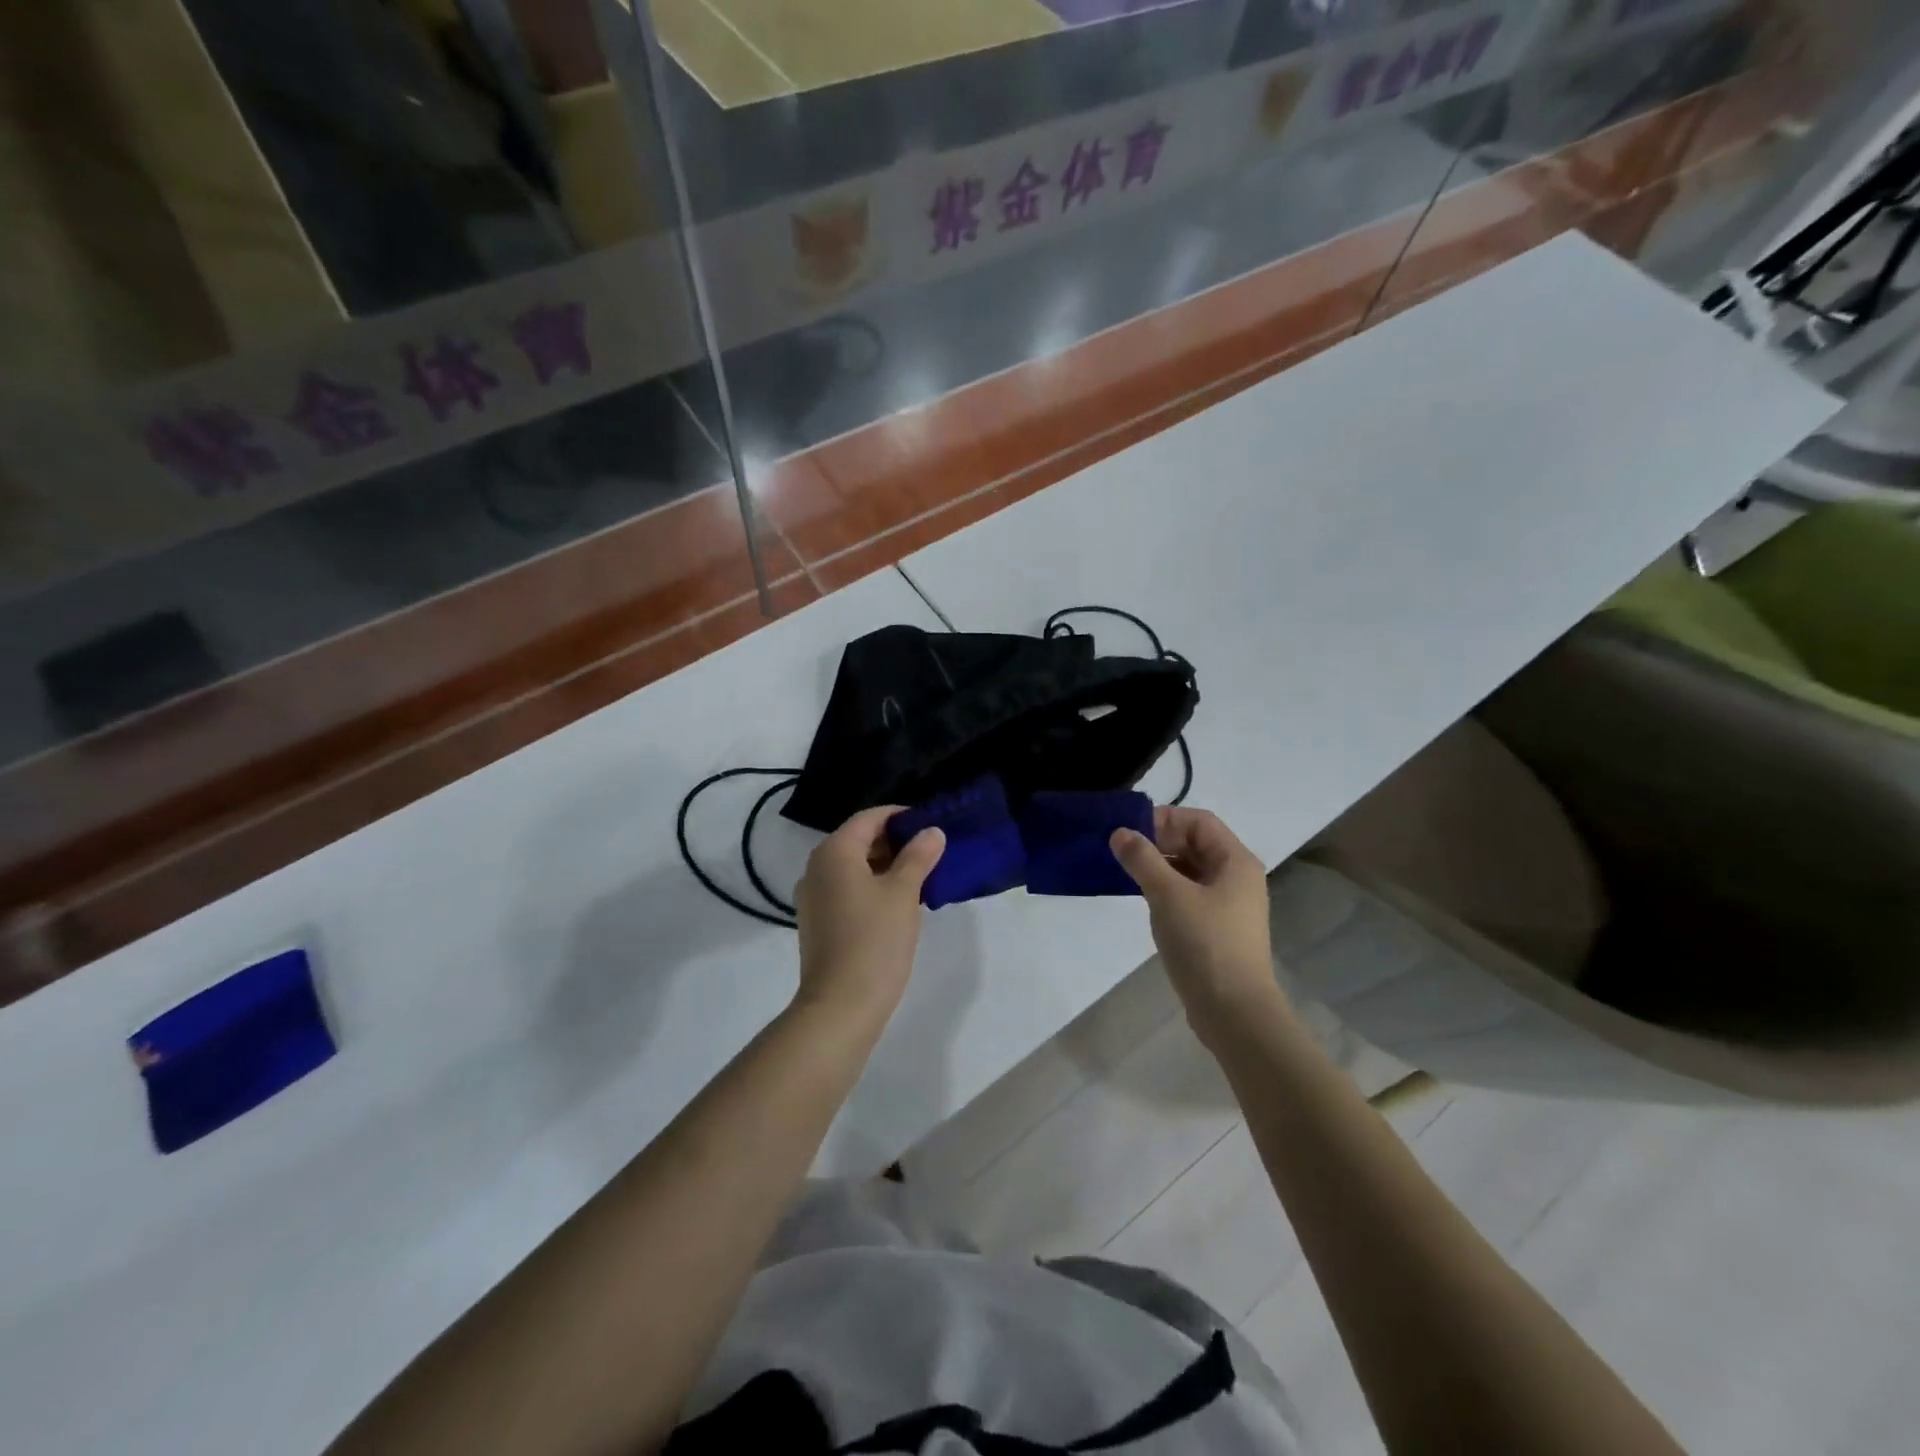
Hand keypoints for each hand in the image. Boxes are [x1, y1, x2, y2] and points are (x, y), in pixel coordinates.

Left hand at [794, 806, 945, 1027]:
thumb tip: (931, 831)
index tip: (931, 825)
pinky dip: (871, 887)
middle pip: (858, 840)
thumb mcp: (903, 893)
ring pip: (853, 867)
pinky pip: (846, 890)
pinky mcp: (817, 922)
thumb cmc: (874, 940)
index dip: (900, 817)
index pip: (869, 818)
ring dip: (885, 866)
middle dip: (895, 842)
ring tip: (921, 877)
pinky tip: (898, 904)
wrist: (840, 1005)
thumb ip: (918, 856)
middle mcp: (816, 868)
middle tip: (931, 852)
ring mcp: (813, 897)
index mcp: (834, 852)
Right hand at [1111, 807, 1285, 1041]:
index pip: (1199, 821)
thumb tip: (1120, 833)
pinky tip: (1145, 902)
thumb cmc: (1205, 944)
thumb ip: (1142, 859)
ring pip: (1191, 871)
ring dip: (1160, 867)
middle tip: (1123, 853)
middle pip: (1196, 844)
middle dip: (1159, 842)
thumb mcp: (1168, 895)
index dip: (1164, 819)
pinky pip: (1190, 896)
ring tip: (1128, 876)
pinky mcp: (1218, 930)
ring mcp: (1229, 906)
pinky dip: (1167, 891)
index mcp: (1236, 861)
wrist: (1235, 1012)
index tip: (1130, 832)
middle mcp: (1238, 878)